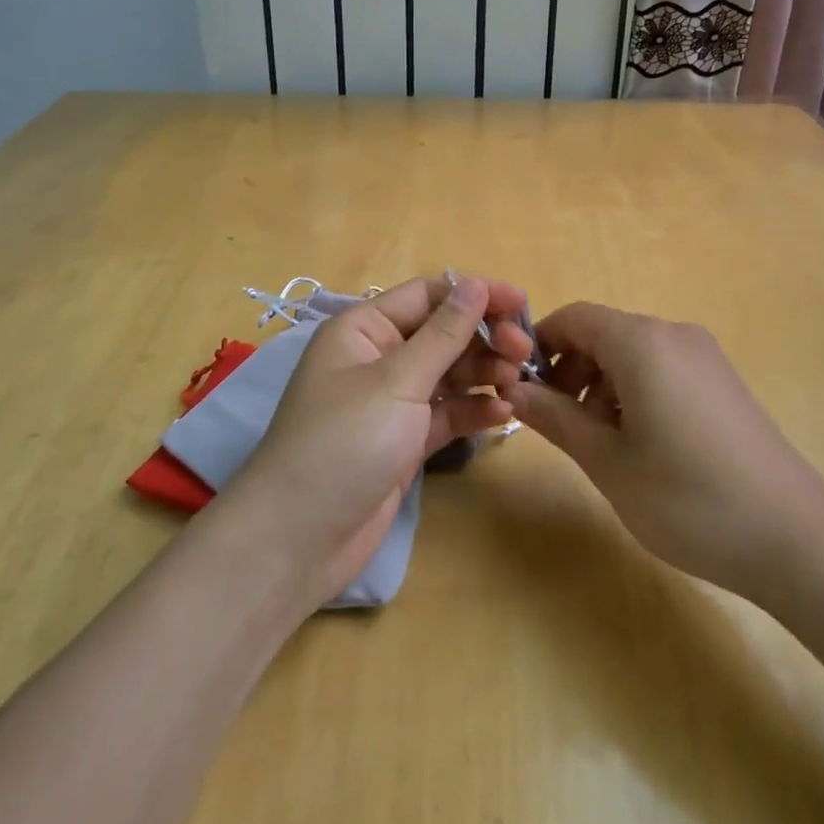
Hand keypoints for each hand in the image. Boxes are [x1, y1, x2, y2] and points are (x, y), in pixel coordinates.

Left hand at [215, 274, 533, 604]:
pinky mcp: (404, 441)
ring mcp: (391, 402)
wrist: (298, 540)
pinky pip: (446, 414)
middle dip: (483, 338)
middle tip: (524, 353)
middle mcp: (377, 358)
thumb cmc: (343, 443)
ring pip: (448, 374)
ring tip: (516, 384)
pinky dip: (473, 411)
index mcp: (364, 330)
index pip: (427, 296)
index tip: (522, 305)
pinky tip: (503, 415)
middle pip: (442, 334)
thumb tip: (476, 283)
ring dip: (484, 375)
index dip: (475, 295)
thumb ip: (443, 333)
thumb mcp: (397, 381)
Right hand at [506, 304, 823, 597]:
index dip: (540, 346)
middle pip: (603, 334)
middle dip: (570, 370)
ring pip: (632, 353)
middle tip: (558, 424)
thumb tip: (513, 390)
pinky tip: (640, 444)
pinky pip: (662, 369)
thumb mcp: (607, 461)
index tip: (521, 389)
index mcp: (642, 342)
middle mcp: (674, 335)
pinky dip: (634, 392)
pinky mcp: (722, 382)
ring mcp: (704, 357)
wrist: (795, 539)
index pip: (574, 318)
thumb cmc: (687, 498)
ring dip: (600, 385)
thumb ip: (555, 418)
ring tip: (598, 442)